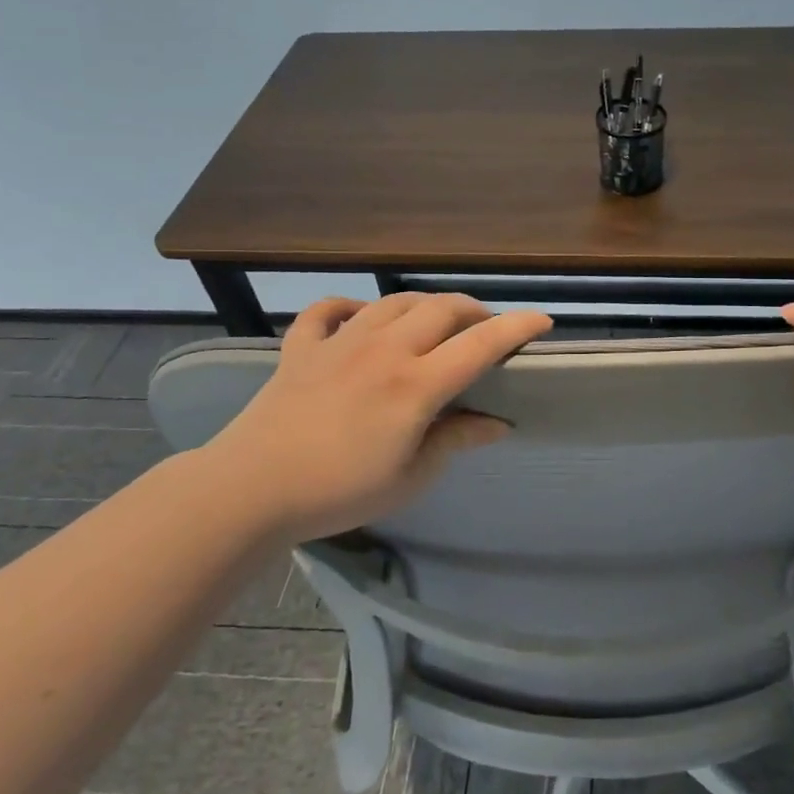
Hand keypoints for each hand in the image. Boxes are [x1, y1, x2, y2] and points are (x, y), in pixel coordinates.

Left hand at [199, 293, 552, 541]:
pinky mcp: (302, 347)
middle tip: (486, 329)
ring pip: (394, 302)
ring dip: (424, 305)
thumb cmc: (338, 491)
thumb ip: (456, 440)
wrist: (250, 489)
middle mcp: (384, 350)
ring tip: (436, 322)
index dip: (516, 328)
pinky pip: (329, 311)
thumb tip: (498, 423)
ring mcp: (340, 342)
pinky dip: (350, 307)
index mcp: (415, 385)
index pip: (479, 345)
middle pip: (441, 309)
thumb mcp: (410, 477)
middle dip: (474, 311)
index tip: (542, 322)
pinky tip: (360, 318)